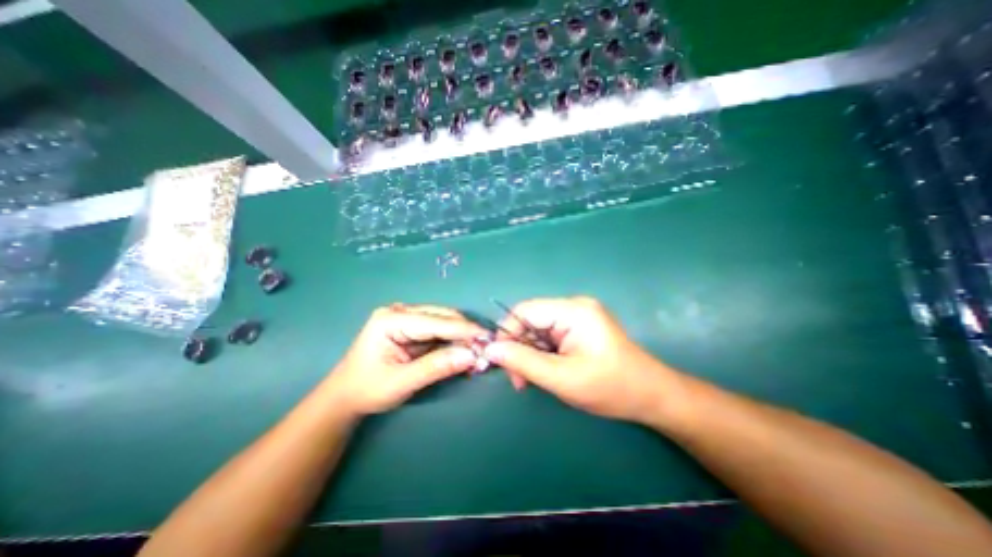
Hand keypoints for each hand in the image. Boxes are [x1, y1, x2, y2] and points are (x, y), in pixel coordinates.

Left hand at [325, 305, 486, 417]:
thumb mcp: (401, 382)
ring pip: (444, 322)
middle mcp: (401, 312)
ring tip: (477, 353)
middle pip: (443, 317)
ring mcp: (407, 318)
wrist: (345, 397)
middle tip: (485, 350)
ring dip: (462, 337)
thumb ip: (436, 367)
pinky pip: (440, 331)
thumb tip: (471, 356)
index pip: (436, 321)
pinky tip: (464, 351)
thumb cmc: (367, 390)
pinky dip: (454, 341)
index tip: (488, 338)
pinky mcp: (413, 327)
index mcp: (392, 319)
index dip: (464, 330)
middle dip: (465, 333)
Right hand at [485, 297, 687, 424]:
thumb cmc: (610, 387)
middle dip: (520, 348)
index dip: (508, 333)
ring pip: (538, 329)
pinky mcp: (580, 327)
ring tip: (532, 380)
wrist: (652, 396)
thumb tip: (491, 349)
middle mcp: (574, 306)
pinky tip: (547, 371)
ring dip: (530, 354)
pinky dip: (542, 353)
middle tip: (520, 380)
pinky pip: (550, 335)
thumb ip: (523, 362)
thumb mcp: (562, 378)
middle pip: (531, 320)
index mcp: (573, 310)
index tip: (502, 362)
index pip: (525, 311)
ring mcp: (578, 315)